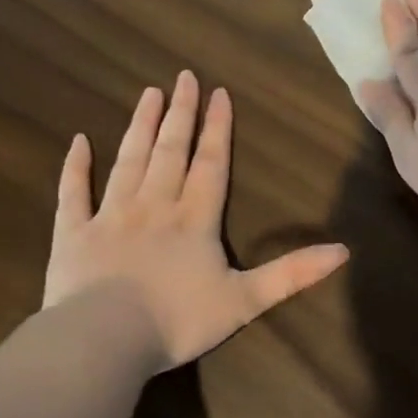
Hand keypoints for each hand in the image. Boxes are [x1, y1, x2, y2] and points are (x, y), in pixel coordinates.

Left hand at [43, 72, 348, 371]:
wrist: (104, 339)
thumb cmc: (178, 321)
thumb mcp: (246, 300)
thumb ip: (292, 273)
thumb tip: (344, 251)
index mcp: (195, 219)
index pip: (210, 164)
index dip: (218, 129)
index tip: (219, 93)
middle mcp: (154, 205)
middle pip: (170, 151)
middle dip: (180, 113)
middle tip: (183, 77)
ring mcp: (110, 215)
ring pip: (129, 160)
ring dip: (140, 126)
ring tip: (148, 94)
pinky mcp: (73, 234)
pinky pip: (74, 193)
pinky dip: (76, 167)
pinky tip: (78, 142)